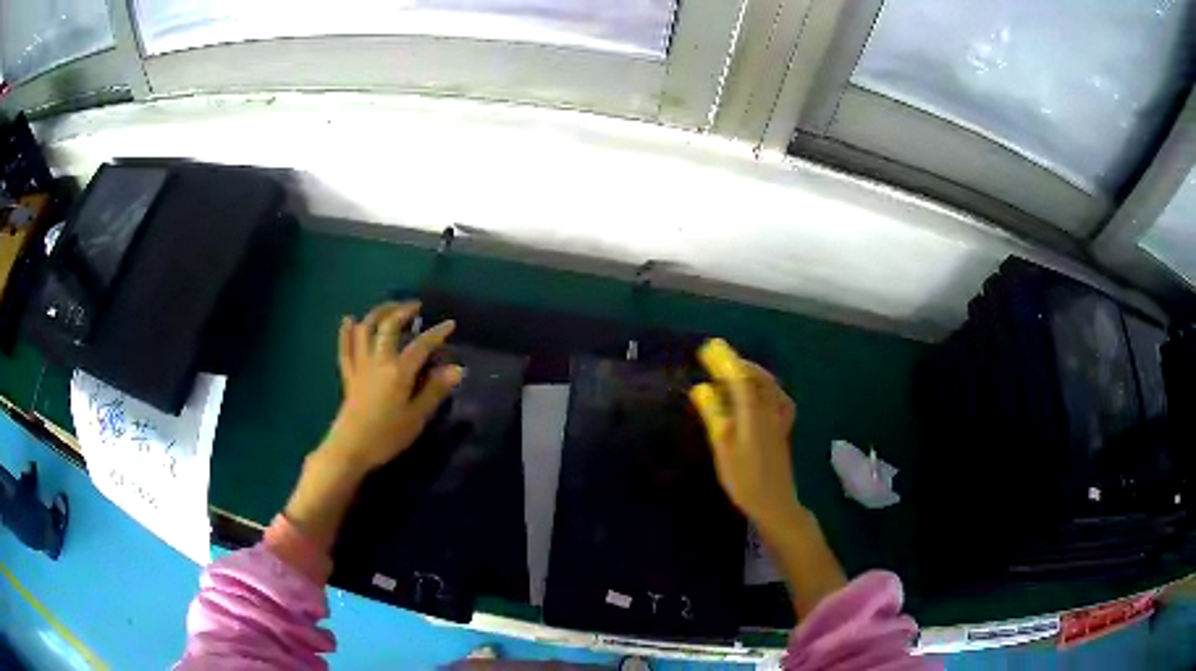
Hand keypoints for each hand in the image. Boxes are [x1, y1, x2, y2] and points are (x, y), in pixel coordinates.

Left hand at [322, 301, 463, 472]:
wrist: (351, 447)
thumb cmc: (387, 436)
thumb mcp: (417, 417)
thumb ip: (435, 390)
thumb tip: (457, 368)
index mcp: (398, 371)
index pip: (421, 345)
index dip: (437, 333)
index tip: (450, 324)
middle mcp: (378, 360)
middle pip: (388, 326)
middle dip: (402, 311)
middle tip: (415, 306)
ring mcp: (360, 366)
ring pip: (366, 330)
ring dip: (377, 313)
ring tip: (389, 308)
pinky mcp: (348, 375)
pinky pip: (345, 348)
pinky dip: (347, 332)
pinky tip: (349, 320)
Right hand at [689, 338, 799, 527]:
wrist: (774, 502)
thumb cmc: (744, 479)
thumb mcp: (723, 448)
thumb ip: (714, 415)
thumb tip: (700, 389)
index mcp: (753, 413)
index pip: (739, 378)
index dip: (725, 361)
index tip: (709, 348)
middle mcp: (769, 410)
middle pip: (756, 377)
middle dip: (737, 362)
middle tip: (717, 354)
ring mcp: (779, 419)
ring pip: (769, 385)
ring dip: (751, 371)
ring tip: (734, 368)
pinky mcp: (783, 428)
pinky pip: (777, 397)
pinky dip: (766, 386)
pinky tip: (760, 391)